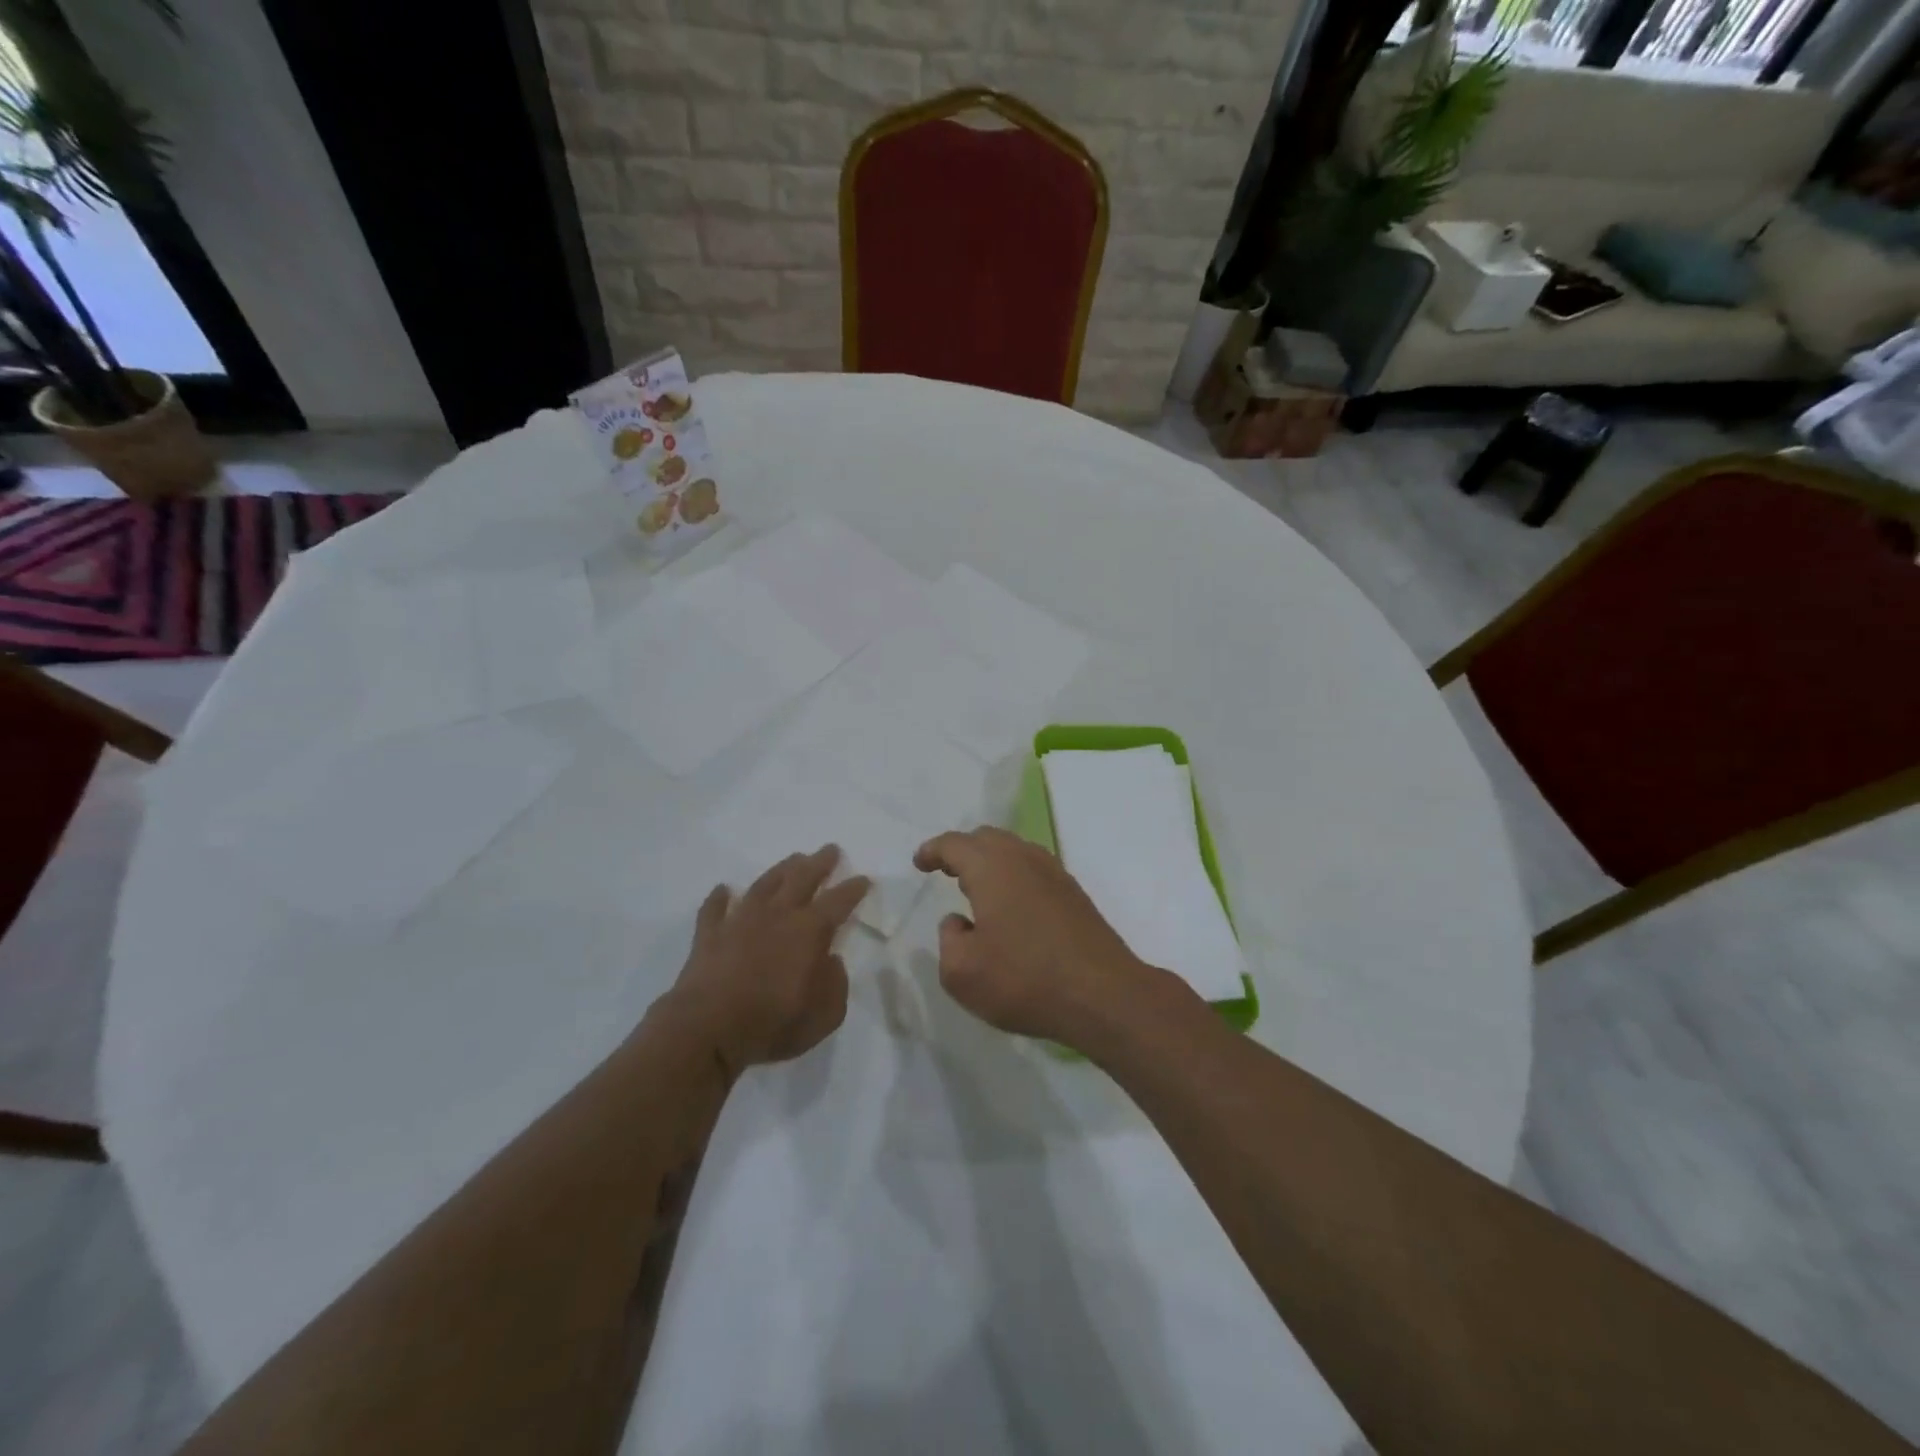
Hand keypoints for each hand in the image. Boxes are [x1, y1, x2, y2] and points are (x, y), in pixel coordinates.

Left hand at [665, 846, 869, 1078]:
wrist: (707, 1029)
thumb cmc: (772, 1023)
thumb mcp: (824, 1015)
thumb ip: (835, 985)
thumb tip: (831, 961)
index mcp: (809, 931)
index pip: (838, 901)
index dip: (853, 889)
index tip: (863, 879)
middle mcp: (777, 915)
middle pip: (802, 878)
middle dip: (819, 863)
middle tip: (830, 849)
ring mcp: (740, 921)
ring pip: (764, 885)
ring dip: (781, 870)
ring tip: (793, 858)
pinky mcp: (709, 936)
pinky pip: (714, 909)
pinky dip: (719, 898)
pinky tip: (724, 889)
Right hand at [913, 826, 1157, 1046]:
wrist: (1103, 995)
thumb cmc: (1024, 980)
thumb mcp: (962, 972)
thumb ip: (949, 939)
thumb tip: (960, 922)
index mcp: (992, 867)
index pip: (954, 844)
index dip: (933, 851)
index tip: (920, 862)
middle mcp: (1024, 859)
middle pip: (987, 839)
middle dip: (963, 851)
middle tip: (946, 871)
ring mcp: (1055, 874)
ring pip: (1014, 852)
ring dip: (991, 862)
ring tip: (977, 888)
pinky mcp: (1074, 895)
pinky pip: (1034, 871)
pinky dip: (1014, 878)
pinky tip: (1012, 907)